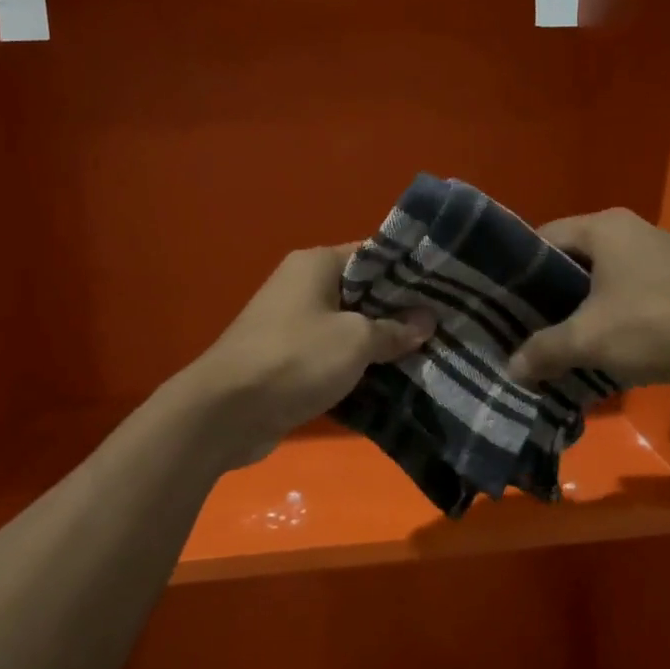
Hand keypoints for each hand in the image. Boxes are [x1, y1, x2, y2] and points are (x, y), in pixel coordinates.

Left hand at [189, 245, 433, 463]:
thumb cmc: (295, 359)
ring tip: (427, 354)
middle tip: (443, 326)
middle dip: (400, 311)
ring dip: (380, 342)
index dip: (409, 272)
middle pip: (363, 292)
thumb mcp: (355, 341)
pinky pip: (332, 354)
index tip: (444, 289)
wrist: (224, 413)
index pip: (374, 255)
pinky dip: (357, 365)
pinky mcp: (288, 359)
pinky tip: (392, 380)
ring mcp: (292, 324)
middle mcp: (302, 286)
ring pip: (349, 326)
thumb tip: (426, 321)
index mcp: (316, 264)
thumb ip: (394, 329)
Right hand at [507, 209, 669, 390]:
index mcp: (604, 226)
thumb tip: (510, 369)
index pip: (544, 238)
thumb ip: (543, 350)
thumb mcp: (589, 340)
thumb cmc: (655, 326)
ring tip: (559, 339)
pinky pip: (629, 290)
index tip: (502, 303)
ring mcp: (660, 253)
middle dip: (549, 293)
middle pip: (573, 258)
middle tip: (525, 325)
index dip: (519, 271)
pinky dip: (611, 313)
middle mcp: (631, 229)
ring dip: (581, 307)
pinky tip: (603, 344)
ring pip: (602, 277)